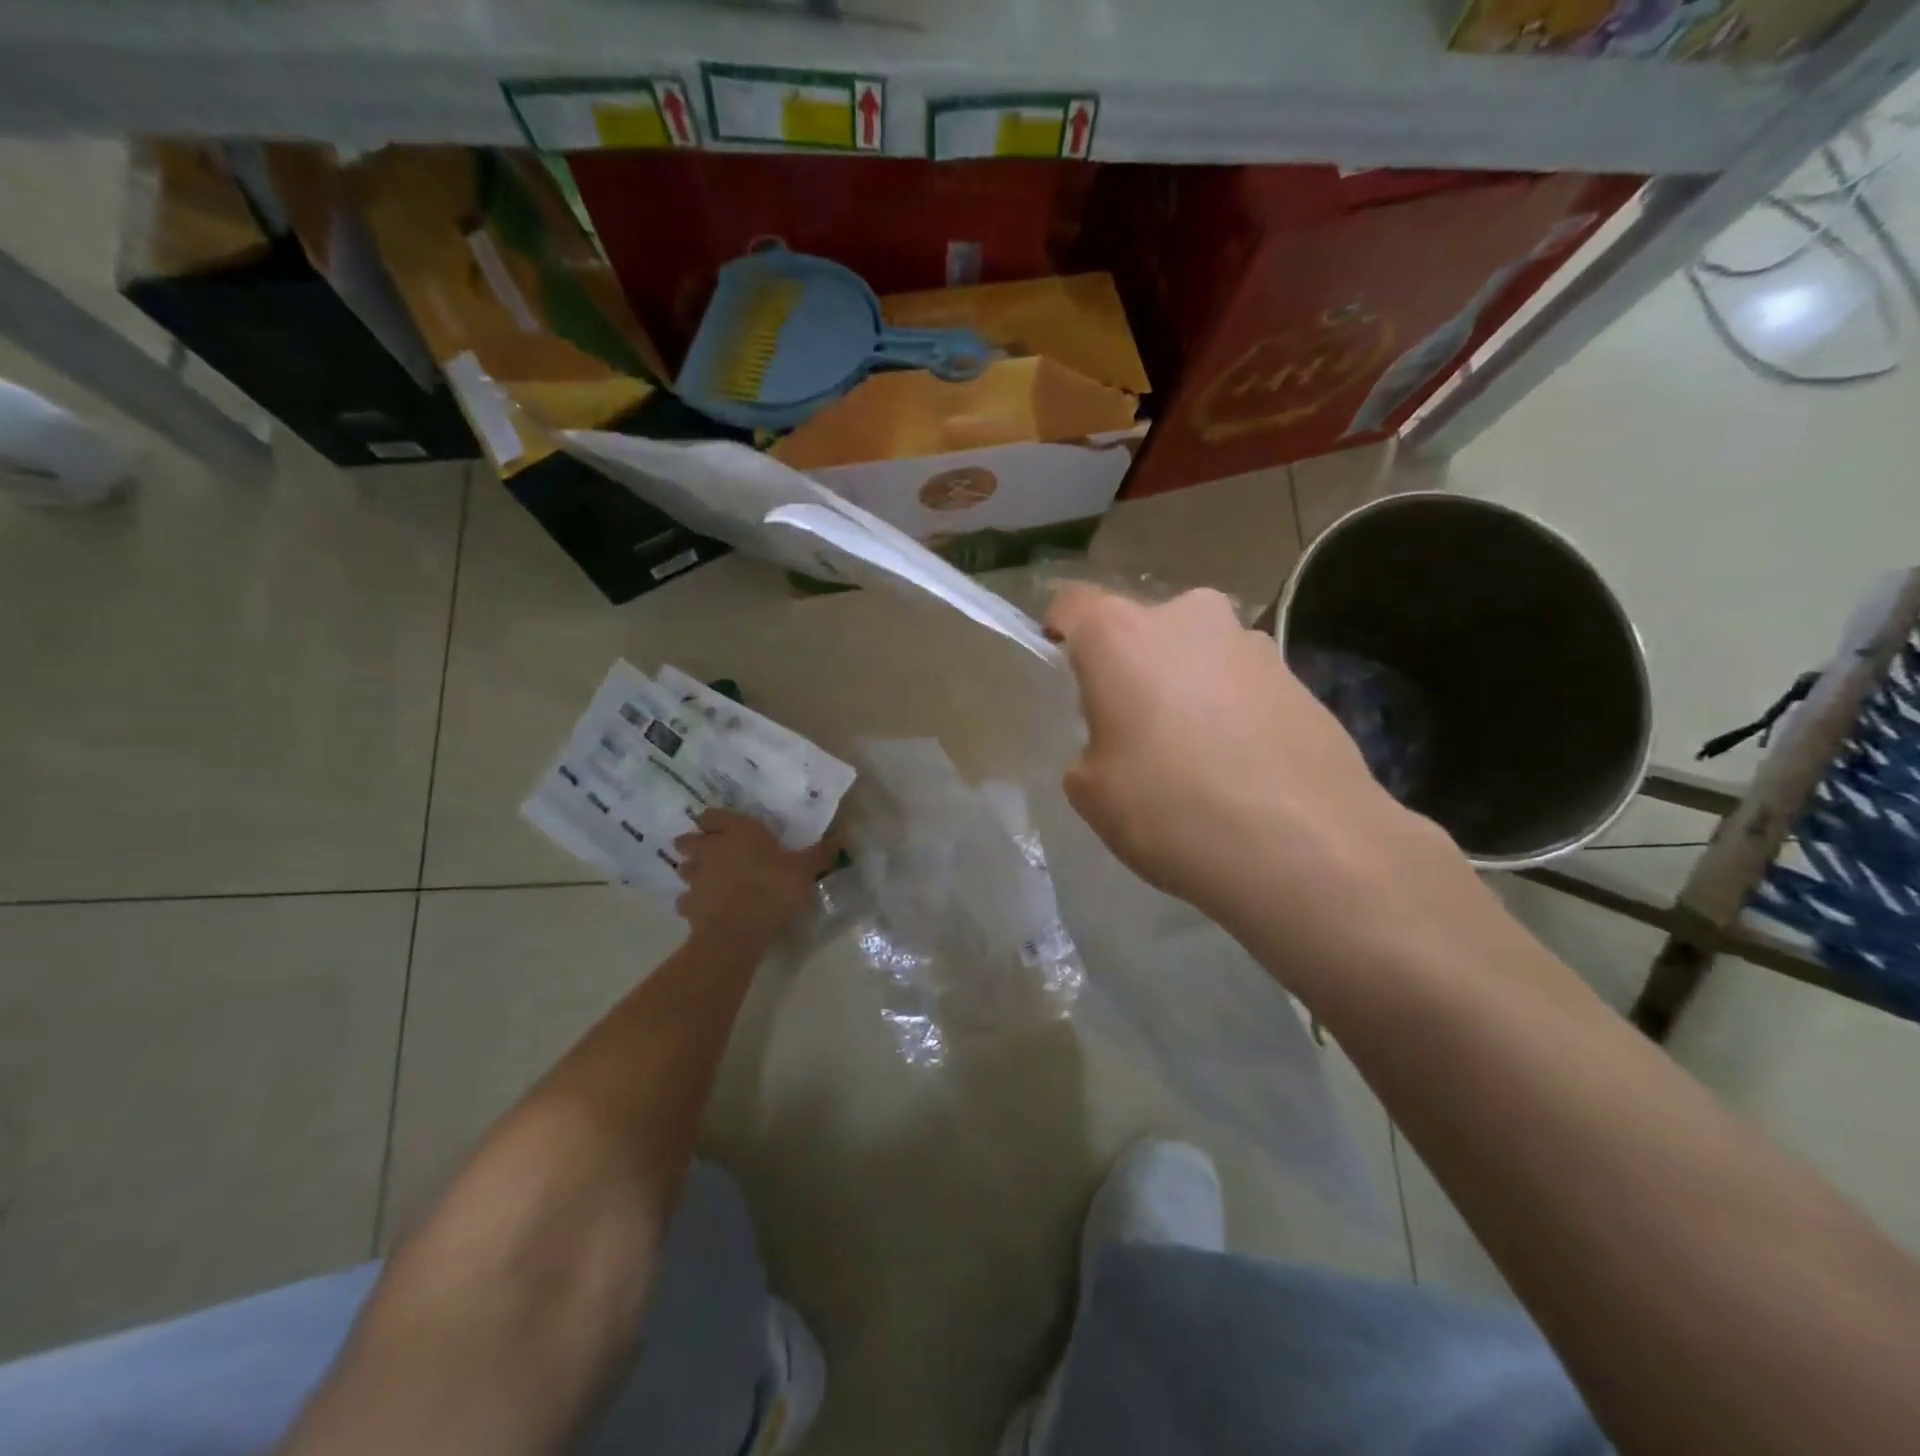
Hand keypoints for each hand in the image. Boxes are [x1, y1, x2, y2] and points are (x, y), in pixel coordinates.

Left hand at [671, 809, 837, 953]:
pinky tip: (704, 908)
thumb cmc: (773, 889)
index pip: (713, 815)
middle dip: (693, 843)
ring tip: (704, 877)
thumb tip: (843, 837)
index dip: (714, 819)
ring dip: (691, 871)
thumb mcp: (805, 870)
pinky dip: (692, 902)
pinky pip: (686, 900)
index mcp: (737, 832)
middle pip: (689, 840)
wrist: (739, 931)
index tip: (718, 823)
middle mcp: (710, 849)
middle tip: (707, 849)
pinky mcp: (688, 905)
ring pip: (684, 868)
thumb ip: (820, 853)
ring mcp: (695, 878)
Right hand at [1046, 584, 1459, 955]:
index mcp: (1121, 636)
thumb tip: (1114, 744)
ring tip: (1194, 754)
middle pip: (1141, 628)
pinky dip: (1229, 708)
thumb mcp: (1093, 794)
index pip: (1073, 604)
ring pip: (1196, 653)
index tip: (1061, 665)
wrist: (1308, 847)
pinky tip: (1239, 766)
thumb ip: (1089, 751)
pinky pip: (1240, 683)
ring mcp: (1251, 644)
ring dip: (1185, 686)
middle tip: (1131, 725)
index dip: (1060, 630)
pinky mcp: (1300, 676)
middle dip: (1130, 666)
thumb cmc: (1173, 810)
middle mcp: (1188, 618)